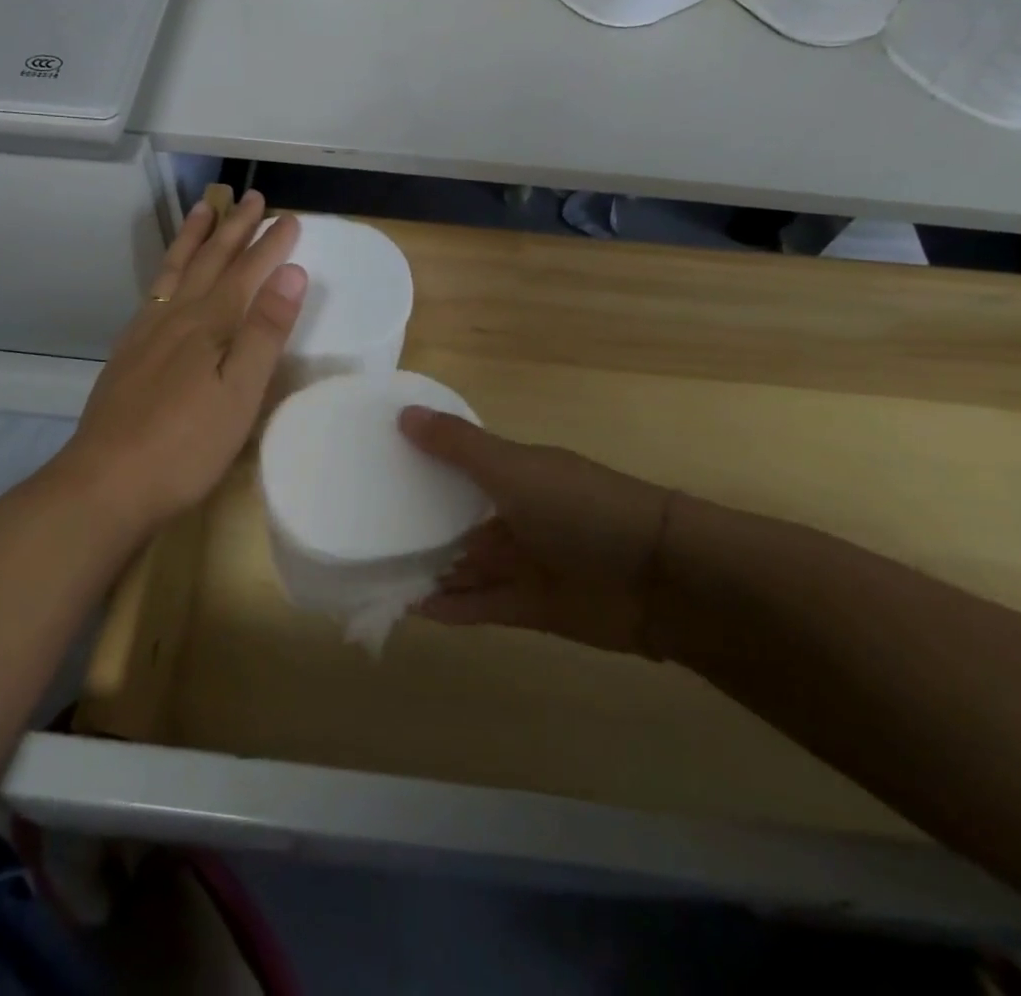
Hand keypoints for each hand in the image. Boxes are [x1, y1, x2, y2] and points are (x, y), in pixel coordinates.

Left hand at [45, 191, 306, 536]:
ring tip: (204, 209)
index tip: (289, 218)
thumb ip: (265, 332)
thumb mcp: (240, 393)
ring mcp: (146, 333)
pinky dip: (165, 272)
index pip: (247, 273)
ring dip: (193, 238)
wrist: (106, 482)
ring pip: (175, 271)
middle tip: (252, 197)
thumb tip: (291, 273)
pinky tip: (166, 279)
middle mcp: (176, 317)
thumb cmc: (186, 445)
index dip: (270, 245)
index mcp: (209, 325)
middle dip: (234, 228)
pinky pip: (152, 294)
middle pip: (210, 262)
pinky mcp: (128, 353)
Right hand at [399, 408, 680, 655]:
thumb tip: (402, 413)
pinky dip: (450, 606)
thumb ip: (457, 447)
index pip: (456, 465)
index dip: (419, 465)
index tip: (372, 466)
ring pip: (464, 565)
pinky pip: (480, 604)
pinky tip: (410, 607)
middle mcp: (514, 515)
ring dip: (428, 569)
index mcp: (512, 474)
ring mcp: (523, 562)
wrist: (659, 579)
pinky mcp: (530, 608)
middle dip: (417, 524)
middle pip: (456, 519)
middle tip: (361, 528)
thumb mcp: (514, 469)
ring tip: (374, 571)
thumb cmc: (580, 509)